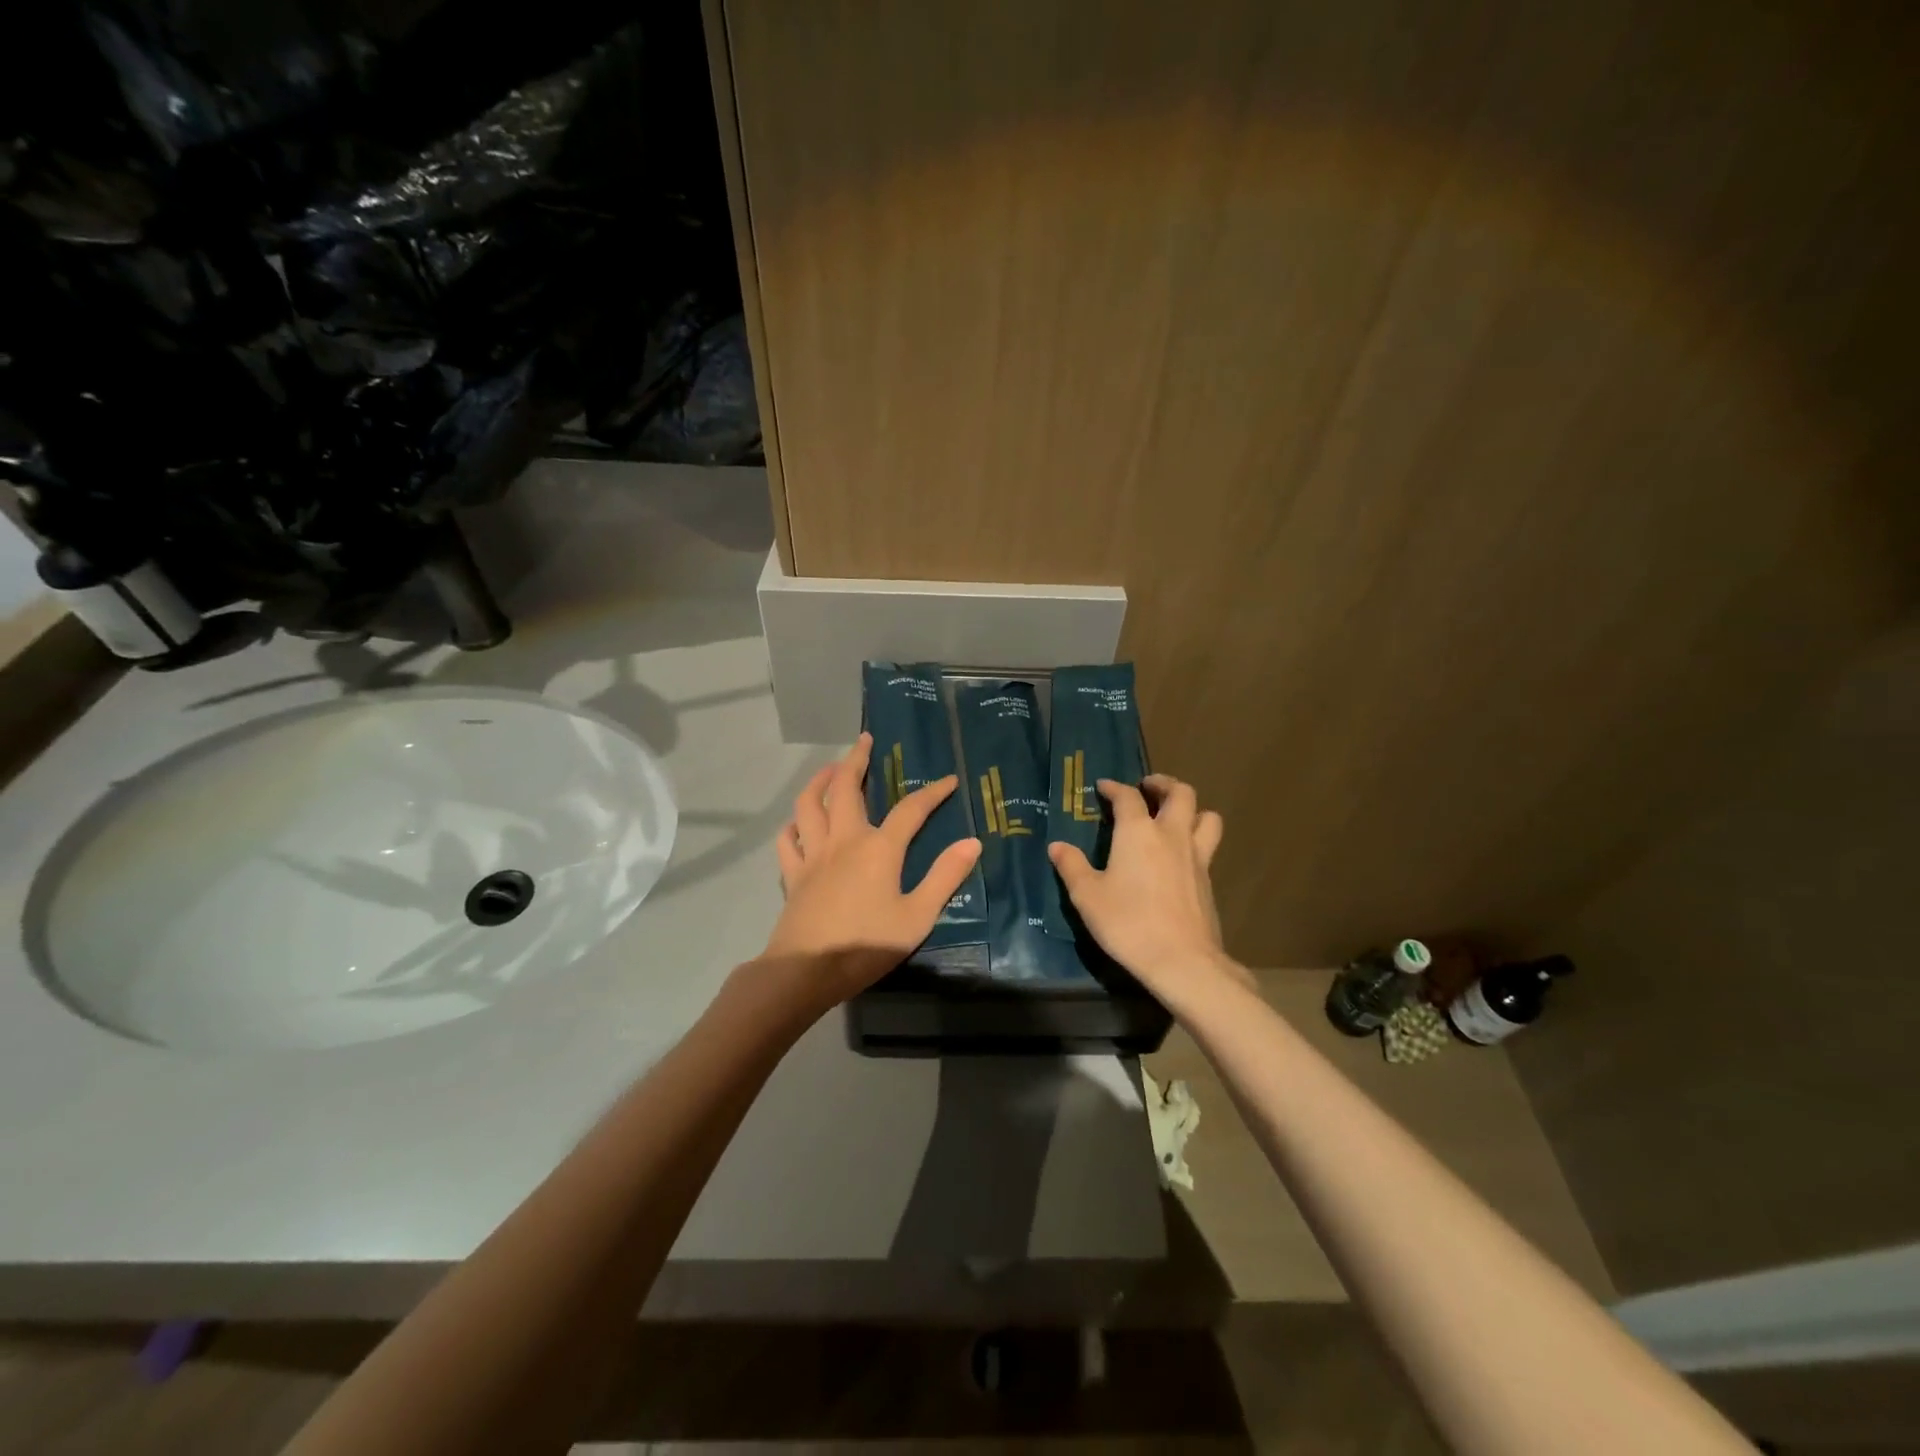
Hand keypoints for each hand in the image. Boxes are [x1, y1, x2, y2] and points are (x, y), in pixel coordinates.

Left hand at [760, 734, 982, 1010]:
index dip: (933, 792)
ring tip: (831, 769)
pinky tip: (799, 823)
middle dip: (856, 759)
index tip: (949, 780)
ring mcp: (813, 854)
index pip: (911, 809)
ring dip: (820, 780)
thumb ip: (944, 877)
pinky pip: (788, 840)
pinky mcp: (793, 874)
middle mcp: (844, 840)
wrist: (806, 971)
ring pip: (809, 804)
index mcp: (879, 848)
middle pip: (846, 787)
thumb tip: (972, 842)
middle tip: (865, 741)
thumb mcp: (917, 916)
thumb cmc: (866, 945)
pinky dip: (793, 825)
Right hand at [1048, 774, 1244, 999]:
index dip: (1114, 788)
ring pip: (1206, 815)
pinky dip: (1197, 838)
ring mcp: (1196, 856)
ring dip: (1191, 808)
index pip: (1127, 796)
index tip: (1103, 788)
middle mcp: (1171, 835)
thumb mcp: (1087, 896)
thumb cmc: (1128, 923)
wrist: (1181, 960)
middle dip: (1163, 784)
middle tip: (1148, 788)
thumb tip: (1057, 846)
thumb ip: (1072, 866)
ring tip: (1175, 815)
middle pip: (1180, 793)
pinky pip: (1208, 845)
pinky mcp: (1209, 879)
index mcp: (1138, 832)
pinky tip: (1180, 855)